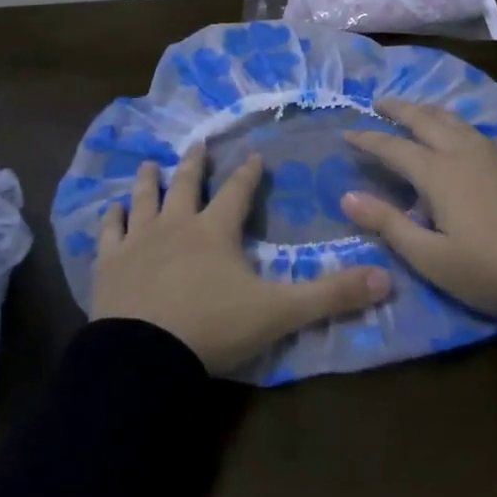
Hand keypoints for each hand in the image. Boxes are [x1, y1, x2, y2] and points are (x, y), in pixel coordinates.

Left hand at [93, 146, 391, 374]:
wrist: (145, 354)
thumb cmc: (213, 327)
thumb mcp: (280, 312)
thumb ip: (332, 295)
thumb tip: (387, 278)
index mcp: (216, 231)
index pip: (237, 192)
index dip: (248, 174)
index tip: (254, 156)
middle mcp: (177, 225)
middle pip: (187, 185)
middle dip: (195, 163)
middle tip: (198, 142)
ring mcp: (138, 241)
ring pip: (145, 200)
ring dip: (150, 181)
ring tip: (150, 164)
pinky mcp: (109, 264)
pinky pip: (109, 232)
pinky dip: (112, 218)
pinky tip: (112, 209)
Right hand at [340, 99, 496, 315]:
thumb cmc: (489, 270)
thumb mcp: (430, 257)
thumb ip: (388, 224)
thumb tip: (347, 197)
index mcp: (438, 174)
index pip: (393, 148)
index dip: (368, 139)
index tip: (347, 132)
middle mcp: (466, 154)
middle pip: (428, 121)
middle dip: (401, 109)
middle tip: (381, 103)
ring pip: (461, 123)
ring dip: (436, 114)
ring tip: (423, 112)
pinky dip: (479, 136)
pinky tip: (484, 143)